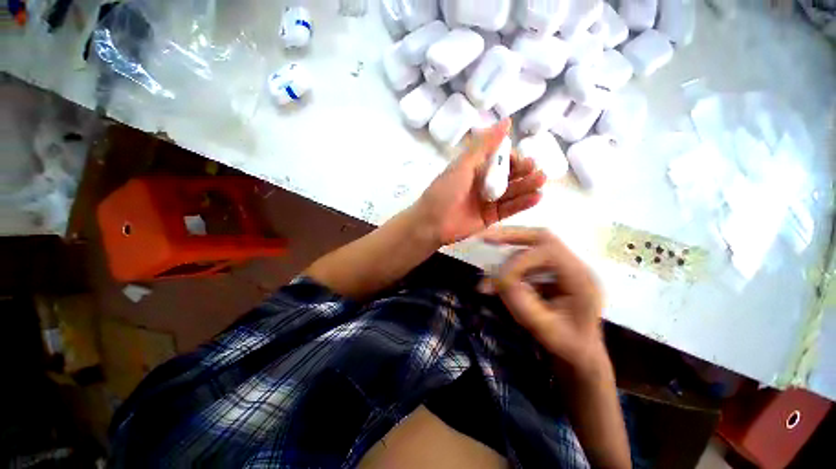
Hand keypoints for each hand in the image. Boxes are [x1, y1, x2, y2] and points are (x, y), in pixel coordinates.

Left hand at [413, 120, 546, 245]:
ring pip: (511, 192)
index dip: (511, 158)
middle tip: (536, 170)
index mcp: (474, 169)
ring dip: (527, 186)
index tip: (521, 159)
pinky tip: (537, 197)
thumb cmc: (444, 192)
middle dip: (523, 172)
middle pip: (507, 175)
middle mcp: (482, 183)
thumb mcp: (462, 166)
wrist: (431, 224)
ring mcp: (487, 201)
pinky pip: (509, 209)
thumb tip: (507, 121)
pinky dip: (523, 203)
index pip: (498, 159)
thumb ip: (484, 145)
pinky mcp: (490, 217)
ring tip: (541, 180)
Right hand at [481, 227, 604, 371]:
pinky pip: (526, 260)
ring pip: (530, 247)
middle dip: (511, 235)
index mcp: (580, 279)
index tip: (500, 279)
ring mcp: (562, 267)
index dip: (520, 261)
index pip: (549, 252)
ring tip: (486, 269)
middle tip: (485, 238)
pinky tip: (494, 282)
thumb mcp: (544, 329)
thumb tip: (498, 278)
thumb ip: (521, 301)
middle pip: (541, 238)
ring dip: (505, 253)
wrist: (580, 353)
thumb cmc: (568, 345)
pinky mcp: (551, 272)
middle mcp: (573, 266)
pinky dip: (508, 267)